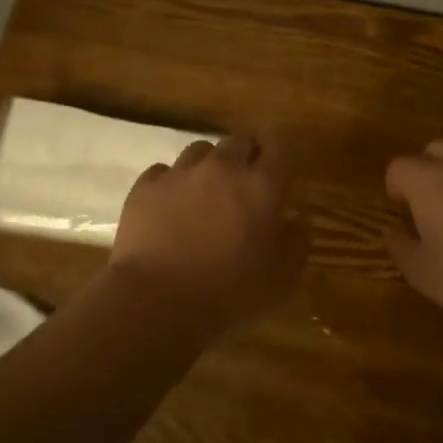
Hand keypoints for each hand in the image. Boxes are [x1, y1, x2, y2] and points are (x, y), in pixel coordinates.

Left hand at [109, 133, 307, 340]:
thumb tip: (296, 219)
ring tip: (205, 192)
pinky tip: (170, 206)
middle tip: (245, 184)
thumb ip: (297, 242)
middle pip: (239, 141)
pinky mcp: (146, 186)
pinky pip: (164, 171)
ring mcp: (181, 173)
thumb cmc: (229, 294)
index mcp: (261, 186)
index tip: (280, 171)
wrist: (157, 302)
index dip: (280, 155)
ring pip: (201, 150)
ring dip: (209, 165)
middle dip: (246, 155)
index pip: (279, 147)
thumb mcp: (283, 280)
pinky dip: (172, 183)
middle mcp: (222, 167)